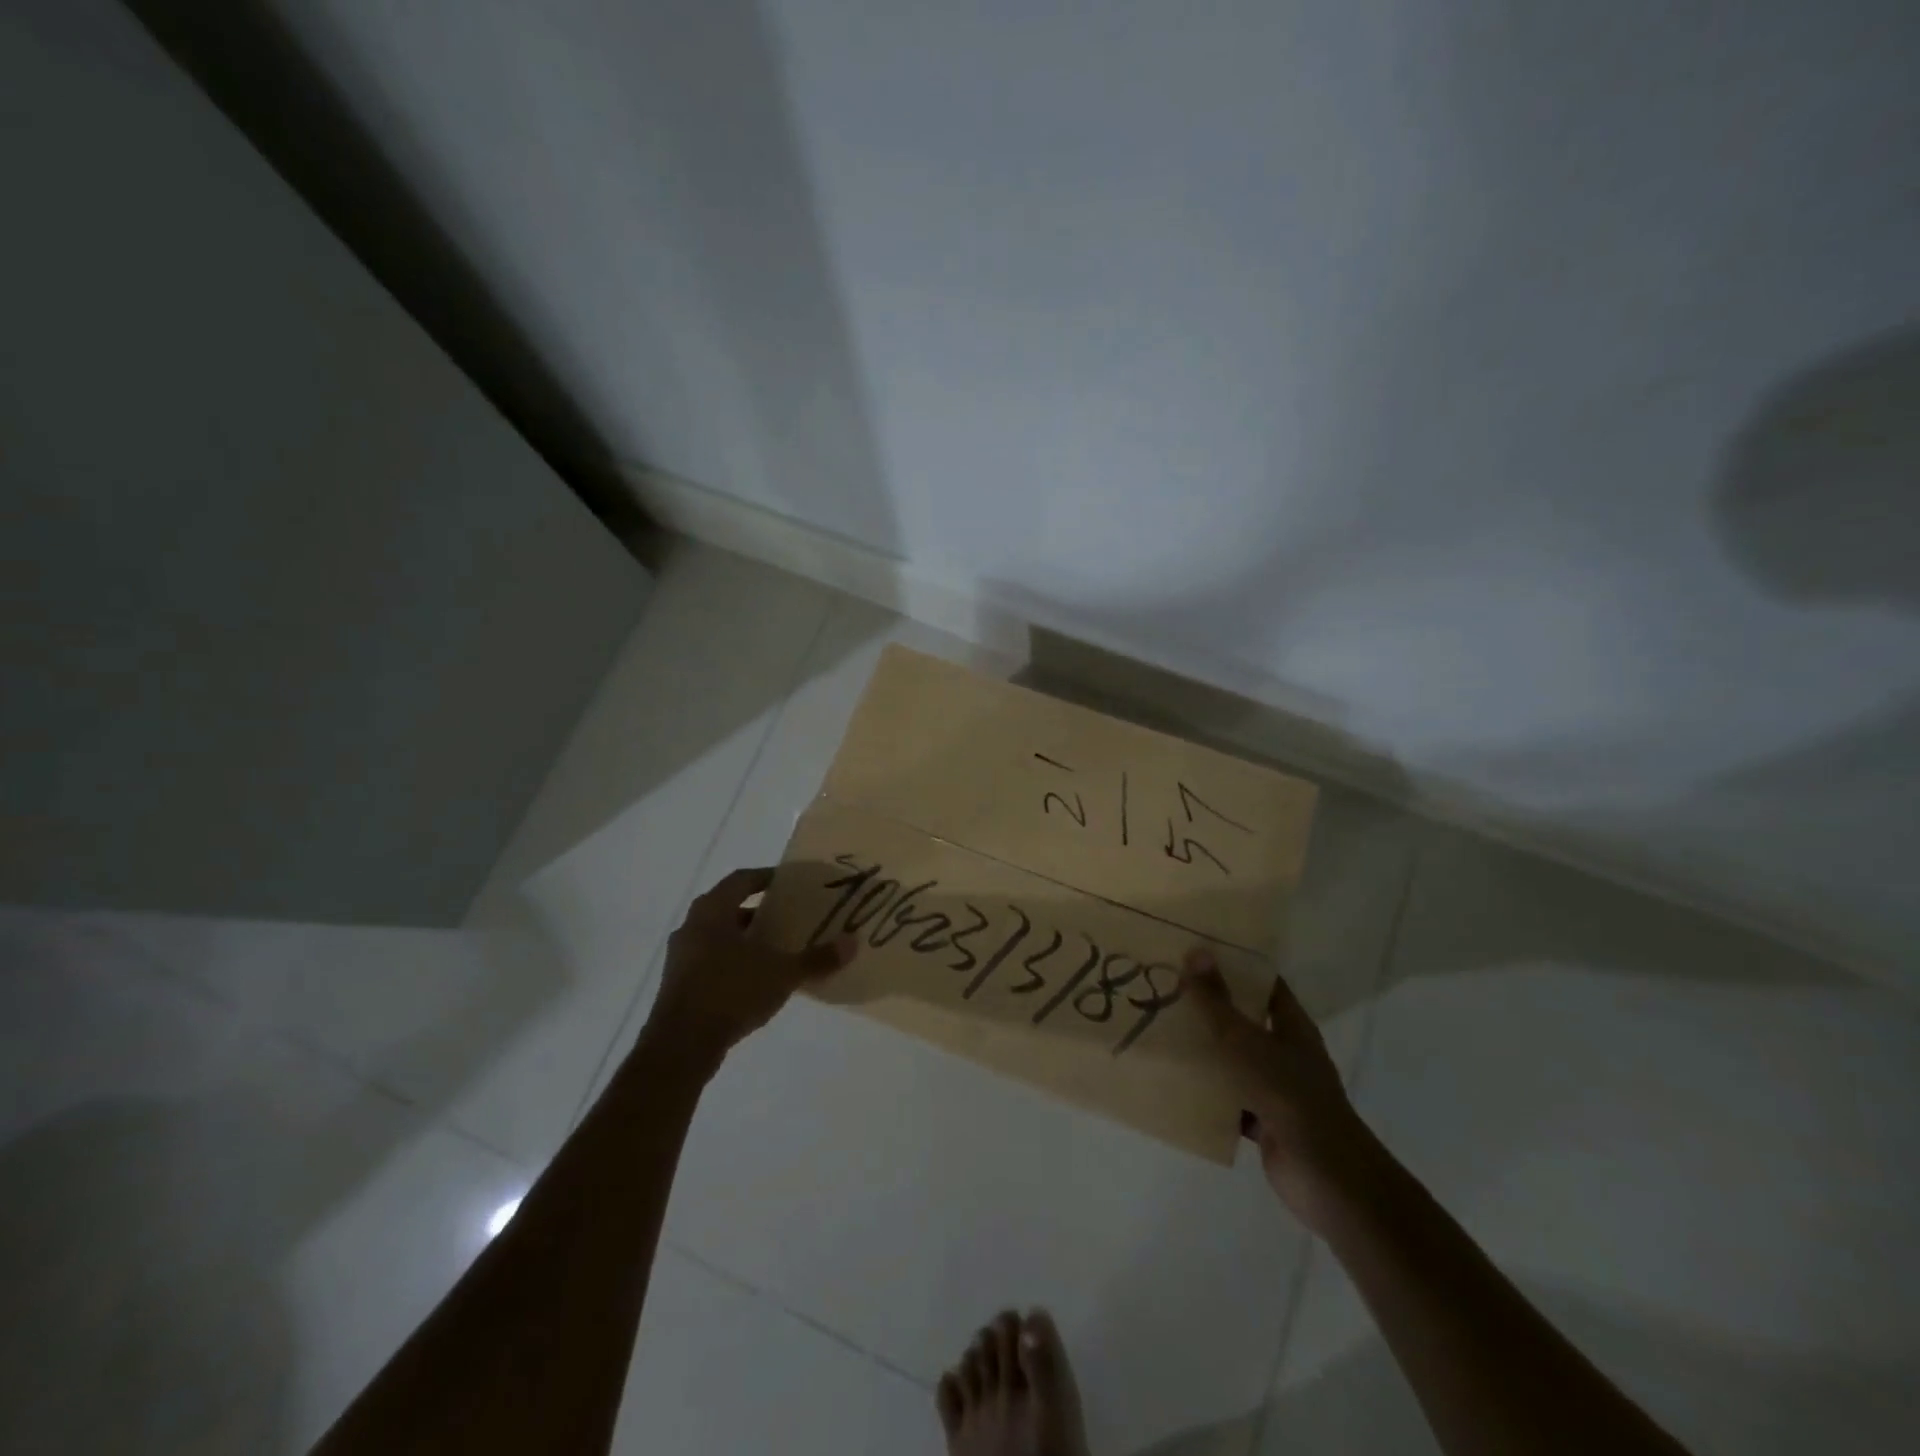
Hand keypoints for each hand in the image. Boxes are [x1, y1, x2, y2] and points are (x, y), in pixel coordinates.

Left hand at [646, 867, 856, 1062]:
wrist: (680, 1046)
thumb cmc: (730, 992)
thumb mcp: (781, 974)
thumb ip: (816, 958)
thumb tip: (852, 943)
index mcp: (712, 911)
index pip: (741, 880)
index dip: (766, 877)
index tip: (790, 882)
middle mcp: (691, 927)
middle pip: (728, 907)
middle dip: (759, 911)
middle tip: (788, 916)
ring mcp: (680, 958)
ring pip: (718, 937)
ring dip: (745, 939)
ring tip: (776, 949)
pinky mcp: (678, 986)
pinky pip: (710, 961)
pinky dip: (733, 962)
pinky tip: (756, 980)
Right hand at [1181, 948, 1382, 1229]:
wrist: (1327, 1178)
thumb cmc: (1290, 1097)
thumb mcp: (1246, 1043)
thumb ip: (1218, 1003)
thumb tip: (1196, 952)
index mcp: (1292, 1027)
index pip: (1264, 984)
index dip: (1236, 967)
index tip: (1196, 953)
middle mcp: (1287, 1053)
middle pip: (1246, 1021)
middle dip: (1211, 1007)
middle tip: (1167, 989)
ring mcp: (1277, 1089)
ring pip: (1235, 1061)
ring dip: (1206, 1052)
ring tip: (1162, 1031)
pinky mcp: (1264, 1121)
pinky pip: (1229, 1100)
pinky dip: (1208, 1094)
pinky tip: (1175, 1084)